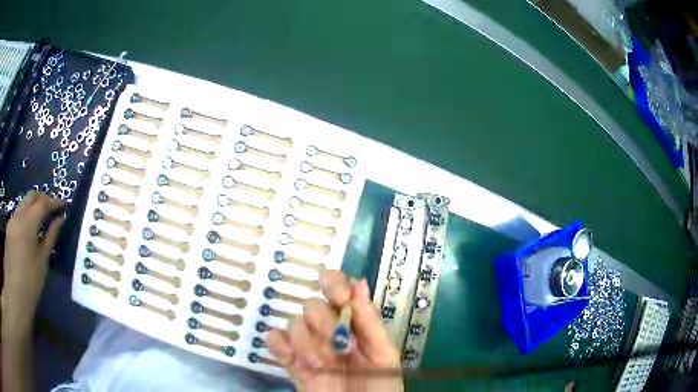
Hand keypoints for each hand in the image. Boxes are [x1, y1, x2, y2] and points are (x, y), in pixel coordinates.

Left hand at [2, 192, 63, 328]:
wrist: (15, 293)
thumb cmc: (30, 281)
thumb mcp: (42, 261)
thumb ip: (50, 237)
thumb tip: (59, 220)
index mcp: (28, 222)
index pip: (43, 203)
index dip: (54, 202)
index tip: (63, 206)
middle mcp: (18, 215)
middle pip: (31, 197)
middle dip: (43, 199)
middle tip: (53, 209)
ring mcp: (12, 220)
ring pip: (24, 204)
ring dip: (33, 206)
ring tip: (42, 219)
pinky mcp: (9, 229)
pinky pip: (18, 214)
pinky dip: (26, 215)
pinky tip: (30, 229)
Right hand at [268, 271, 403, 391]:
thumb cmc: (380, 386)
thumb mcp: (383, 356)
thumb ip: (370, 323)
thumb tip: (358, 283)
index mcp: (355, 324)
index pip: (338, 288)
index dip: (334, 284)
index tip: (337, 296)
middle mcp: (330, 330)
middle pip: (312, 305)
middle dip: (324, 323)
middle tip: (340, 347)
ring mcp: (309, 346)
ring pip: (295, 323)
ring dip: (306, 342)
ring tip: (321, 365)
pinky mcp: (291, 362)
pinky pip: (275, 341)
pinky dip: (278, 344)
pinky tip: (291, 359)